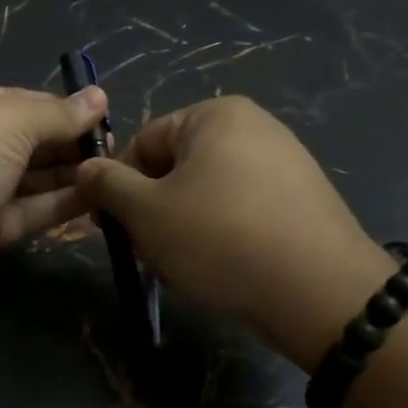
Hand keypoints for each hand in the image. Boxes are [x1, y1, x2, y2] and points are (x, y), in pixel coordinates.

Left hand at [0, 84, 108, 279]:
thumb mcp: (10, 120)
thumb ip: (57, 112)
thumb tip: (99, 96)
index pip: (13, 100)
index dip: (56, 106)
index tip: (99, 115)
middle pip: (22, 139)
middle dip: (66, 142)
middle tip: (112, 146)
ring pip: (26, 178)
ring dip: (68, 174)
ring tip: (112, 171)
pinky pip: (25, 209)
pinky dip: (58, 203)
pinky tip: (96, 197)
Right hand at [75, 96, 394, 366]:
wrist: (321, 293)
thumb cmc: (220, 239)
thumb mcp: (147, 212)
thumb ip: (108, 185)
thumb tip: (87, 167)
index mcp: (216, 115)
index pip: (144, 141)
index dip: (119, 184)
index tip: (111, 226)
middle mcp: (255, 127)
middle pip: (177, 167)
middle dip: (154, 209)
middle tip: (148, 251)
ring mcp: (286, 162)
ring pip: (207, 193)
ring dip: (183, 226)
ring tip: (185, 266)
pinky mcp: (304, 200)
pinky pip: (243, 210)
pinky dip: (222, 234)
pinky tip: (222, 269)